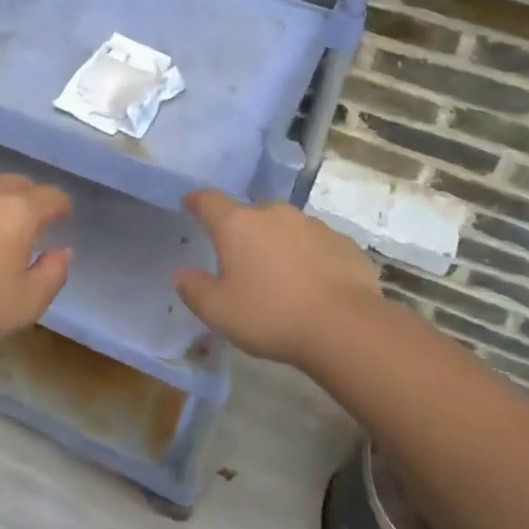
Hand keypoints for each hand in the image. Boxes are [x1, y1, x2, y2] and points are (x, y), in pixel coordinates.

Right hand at [174, 190, 381, 369]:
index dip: (197, 201)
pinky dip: (310, 259)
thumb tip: (182, 274)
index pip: (209, 201)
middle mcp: (275, 214)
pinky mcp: (344, 243)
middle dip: (244, 233)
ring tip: (281, 279)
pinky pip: (317, 246)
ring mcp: (313, 225)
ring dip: (279, 246)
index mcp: (238, 225)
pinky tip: (314, 287)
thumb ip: (194, 289)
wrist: (345, 327)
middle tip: (242, 262)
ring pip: (287, 230)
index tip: (191, 204)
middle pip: (251, 216)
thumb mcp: (218, 311)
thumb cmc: (271, 315)